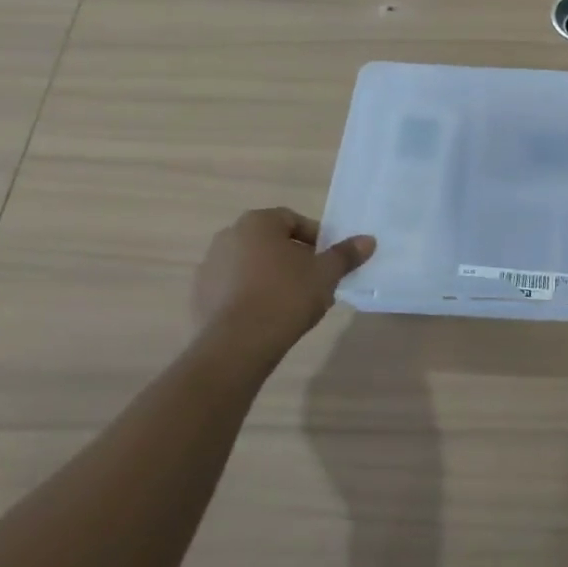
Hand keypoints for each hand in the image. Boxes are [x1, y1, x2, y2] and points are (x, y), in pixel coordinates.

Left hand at [190, 208, 375, 368]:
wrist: (237, 345)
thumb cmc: (286, 296)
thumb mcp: (325, 274)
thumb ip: (346, 254)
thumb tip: (368, 240)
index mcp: (257, 222)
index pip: (293, 220)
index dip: (315, 240)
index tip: (328, 262)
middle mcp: (228, 236)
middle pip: (270, 242)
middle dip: (293, 259)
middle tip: (314, 282)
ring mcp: (209, 267)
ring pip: (251, 266)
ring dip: (271, 277)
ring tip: (292, 304)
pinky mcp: (199, 297)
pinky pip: (233, 289)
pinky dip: (250, 297)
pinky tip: (267, 318)